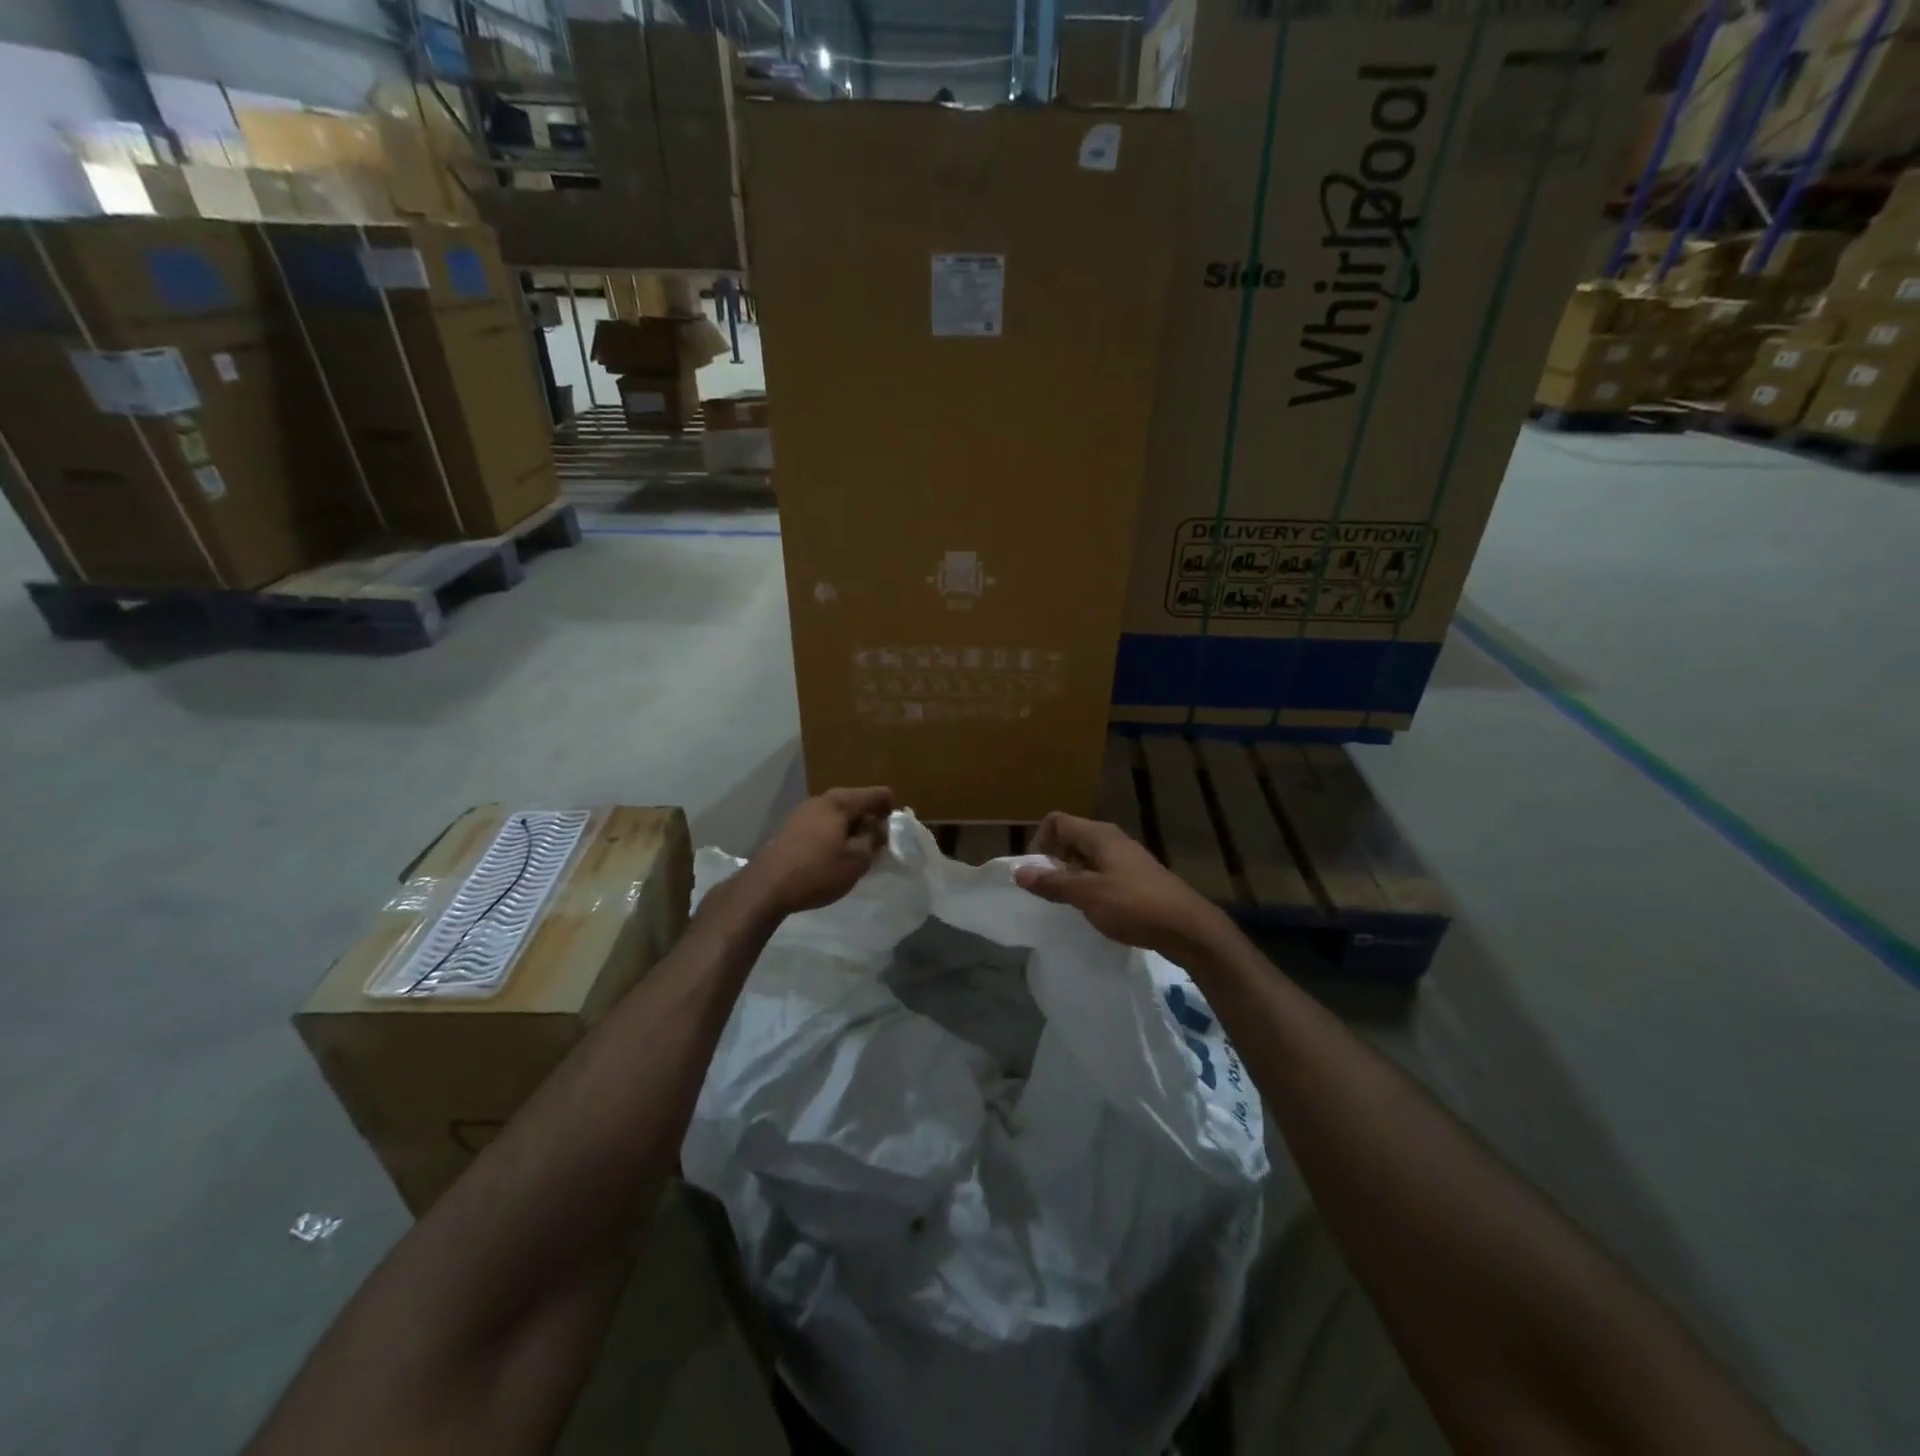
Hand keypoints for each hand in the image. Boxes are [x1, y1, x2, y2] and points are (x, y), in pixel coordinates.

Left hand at [737, 787, 893, 917]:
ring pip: (839, 815)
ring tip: (857, 855)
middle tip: (878, 847)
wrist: (765, 887)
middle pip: (857, 803)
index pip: (878, 794)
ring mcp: (803, 812)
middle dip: (871, 821)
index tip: (895, 834)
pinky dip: (834, 835)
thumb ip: (874, 839)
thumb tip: (880, 826)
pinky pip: (823, 825)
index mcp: (840, 802)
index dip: (891, 811)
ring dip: (852, 830)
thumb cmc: (817, 872)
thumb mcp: (856, 860)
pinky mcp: (791, 828)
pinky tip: (833, 857)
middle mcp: (821, 799)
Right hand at [1015, 813, 1231, 960]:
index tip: (1038, 871)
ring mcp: (1127, 858)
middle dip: (1054, 859)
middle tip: (1050, 889)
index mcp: (1099, 835)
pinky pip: (1103, 872)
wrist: (1188, 928)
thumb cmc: (1134, 905)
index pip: (1057, 821)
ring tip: (1070, 901)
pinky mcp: (1137, 878)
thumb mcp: (1087, 895)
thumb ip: (1053, 882)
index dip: (1040, 841)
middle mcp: (1112, 839)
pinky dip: (1091, 885)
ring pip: (1087, 857)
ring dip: (1072, 874)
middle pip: (1071, 837)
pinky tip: (1095, 909)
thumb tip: (1018, 871)